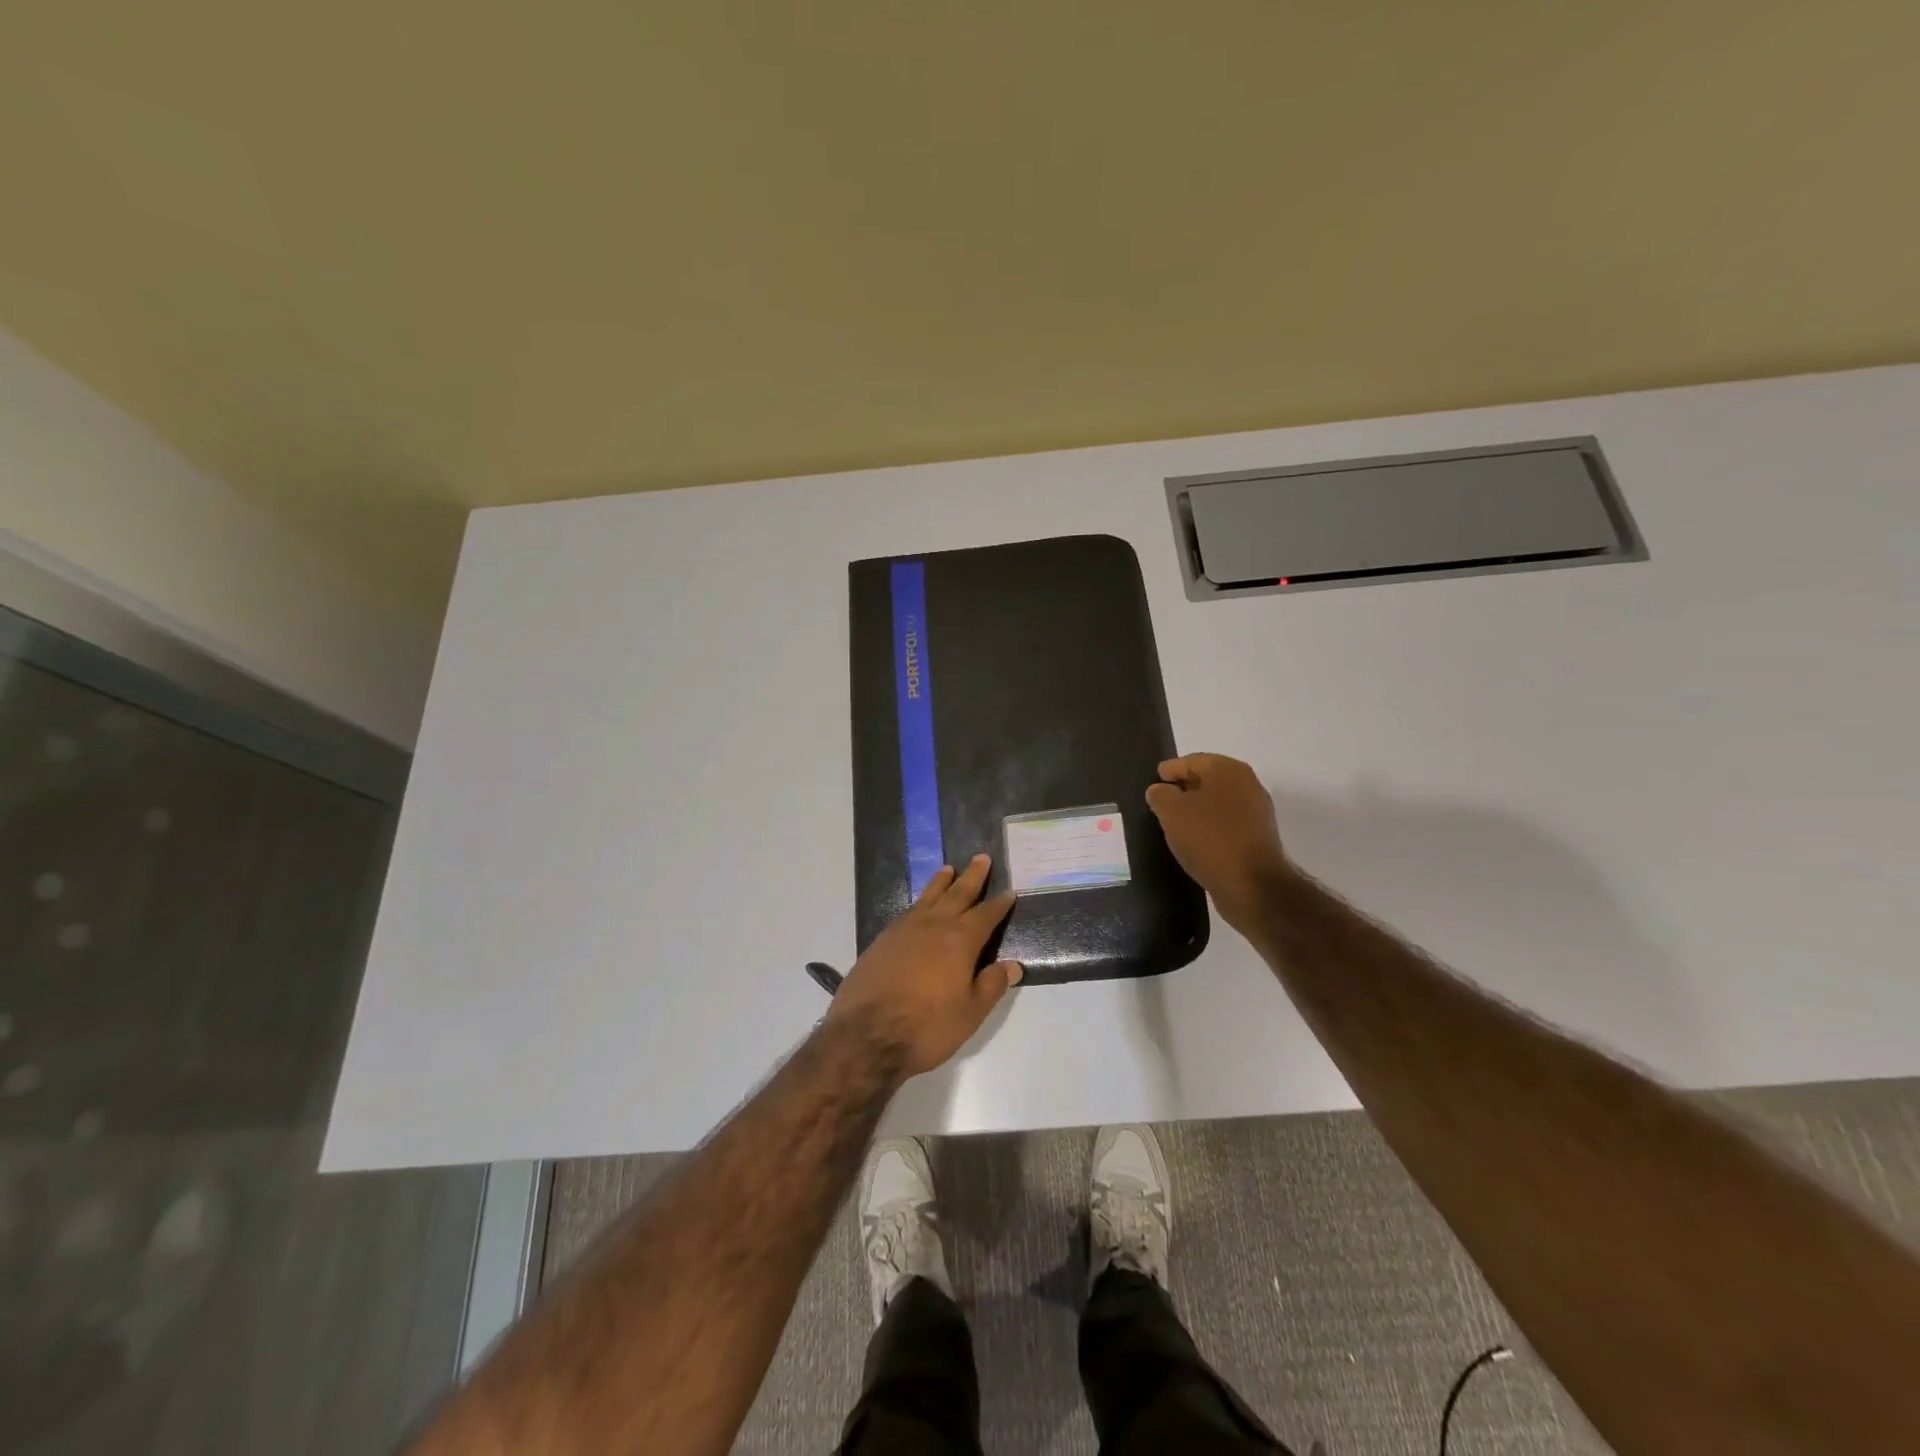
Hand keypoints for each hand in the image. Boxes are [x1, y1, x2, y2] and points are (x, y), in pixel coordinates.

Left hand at [827, 855, 1021, 1076]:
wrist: (866, 1035)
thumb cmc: (927, 1027)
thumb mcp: (970, 1013)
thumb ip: (991, 985)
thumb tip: (1012, 965)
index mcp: (960, 941)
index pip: (986, 915)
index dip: (999, 904)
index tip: (1009, 891)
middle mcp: (934, 926)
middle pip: (957, 894)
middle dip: (972, 877)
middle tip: (981, 858)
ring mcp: (905, 929)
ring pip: (928, 897)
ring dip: (941, 882)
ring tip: (948, 869)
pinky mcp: (883, 940)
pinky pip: (908, 910)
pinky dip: (920, 901)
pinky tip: (920, 905)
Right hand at [1145, 753, 1292, 929]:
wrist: (1252, 884)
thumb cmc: (1209, 838)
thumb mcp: (1172, 812)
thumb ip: (1161, 795)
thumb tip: (1160, 790)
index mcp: (1228, 771)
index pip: (1193, 761)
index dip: (1172, 769)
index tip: (1156, 778)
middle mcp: (1247, 785)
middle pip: (1209, 780)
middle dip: (1185, 787)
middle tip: (1163, 798)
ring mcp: (1256, 812)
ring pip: (1219, 803)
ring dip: (1198, 809)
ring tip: (1176, 821)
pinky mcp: (1258, 838)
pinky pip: (1227, 824)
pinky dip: (1210, 826)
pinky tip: (1195, 839)